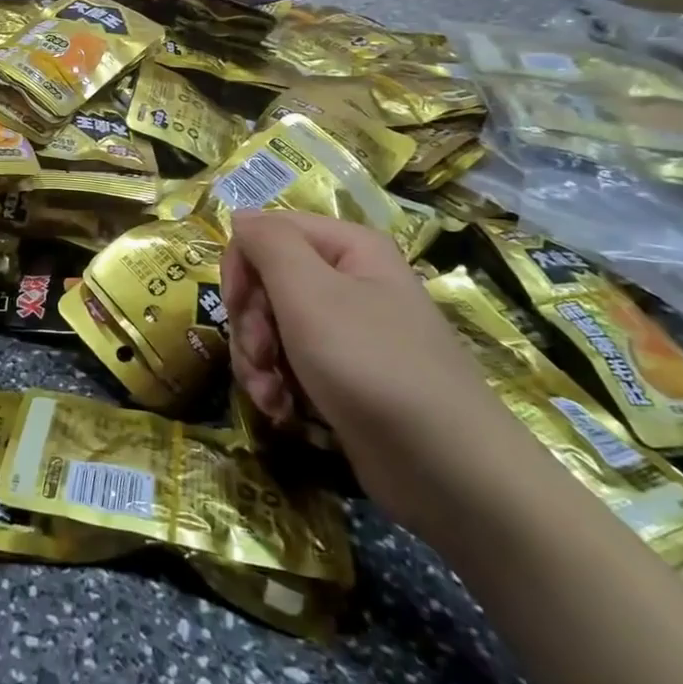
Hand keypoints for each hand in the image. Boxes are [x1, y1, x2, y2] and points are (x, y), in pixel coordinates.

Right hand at [222, 211, 547, 543]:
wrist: (446, 468)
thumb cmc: (371, 365)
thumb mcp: (309, 292)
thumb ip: (268, 243)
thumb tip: (241, 215)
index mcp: (347, 248)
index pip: (266, 233)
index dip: (241, 267)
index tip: (236, 307)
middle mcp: (347, 281)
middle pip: (265, 284)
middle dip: (249, 324)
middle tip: (260, 355)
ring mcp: (345, 332)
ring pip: (271, 328)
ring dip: (257, 361)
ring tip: (269, 394)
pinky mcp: (341, 376)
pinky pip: (290, 364)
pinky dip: (277, 385)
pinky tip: (282, 410)